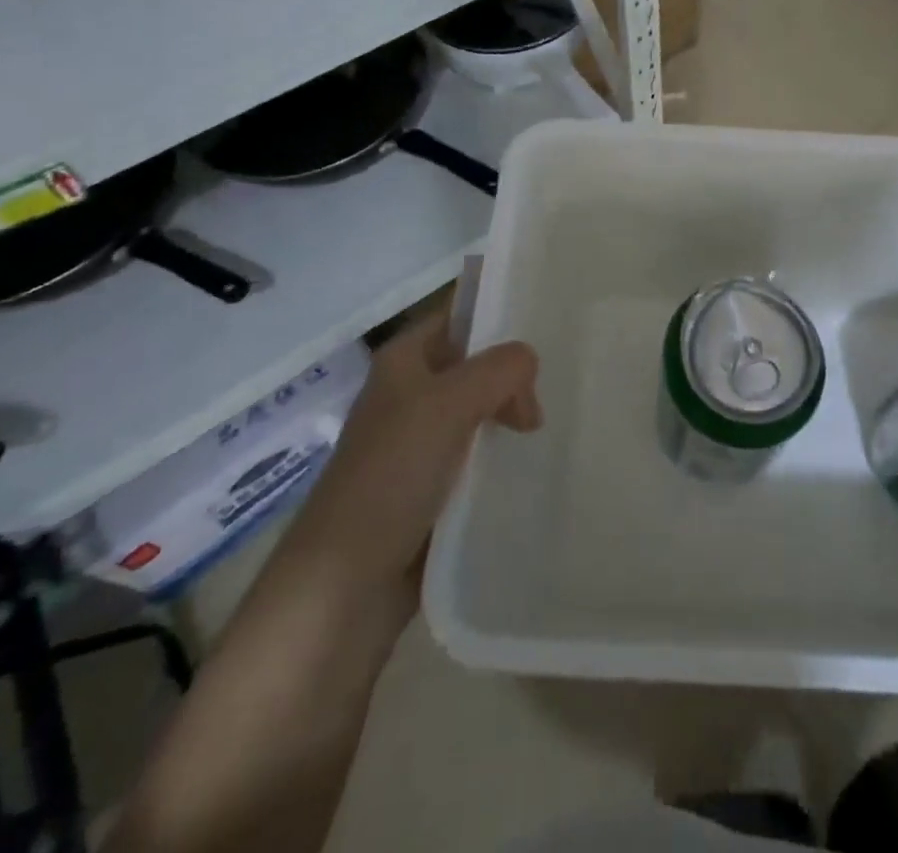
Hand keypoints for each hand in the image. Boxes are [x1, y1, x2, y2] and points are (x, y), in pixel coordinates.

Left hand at [295, 313, 540, 611]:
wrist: (345, 586)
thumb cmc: (392, 475)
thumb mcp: (449, 404)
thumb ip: (499, 370)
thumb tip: (528, 366)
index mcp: (405, 360)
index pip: (459, 315)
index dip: (499, 313)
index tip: (549, 323)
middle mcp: (411, 393)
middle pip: (476, 363)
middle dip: (513, 373)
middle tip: (552, 394)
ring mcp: (421, 442)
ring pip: (480, 410)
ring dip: (512, 416)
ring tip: (550, 429)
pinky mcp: (433, 486)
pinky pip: (478, 455)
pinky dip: (503, 455)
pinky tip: (533, 461)